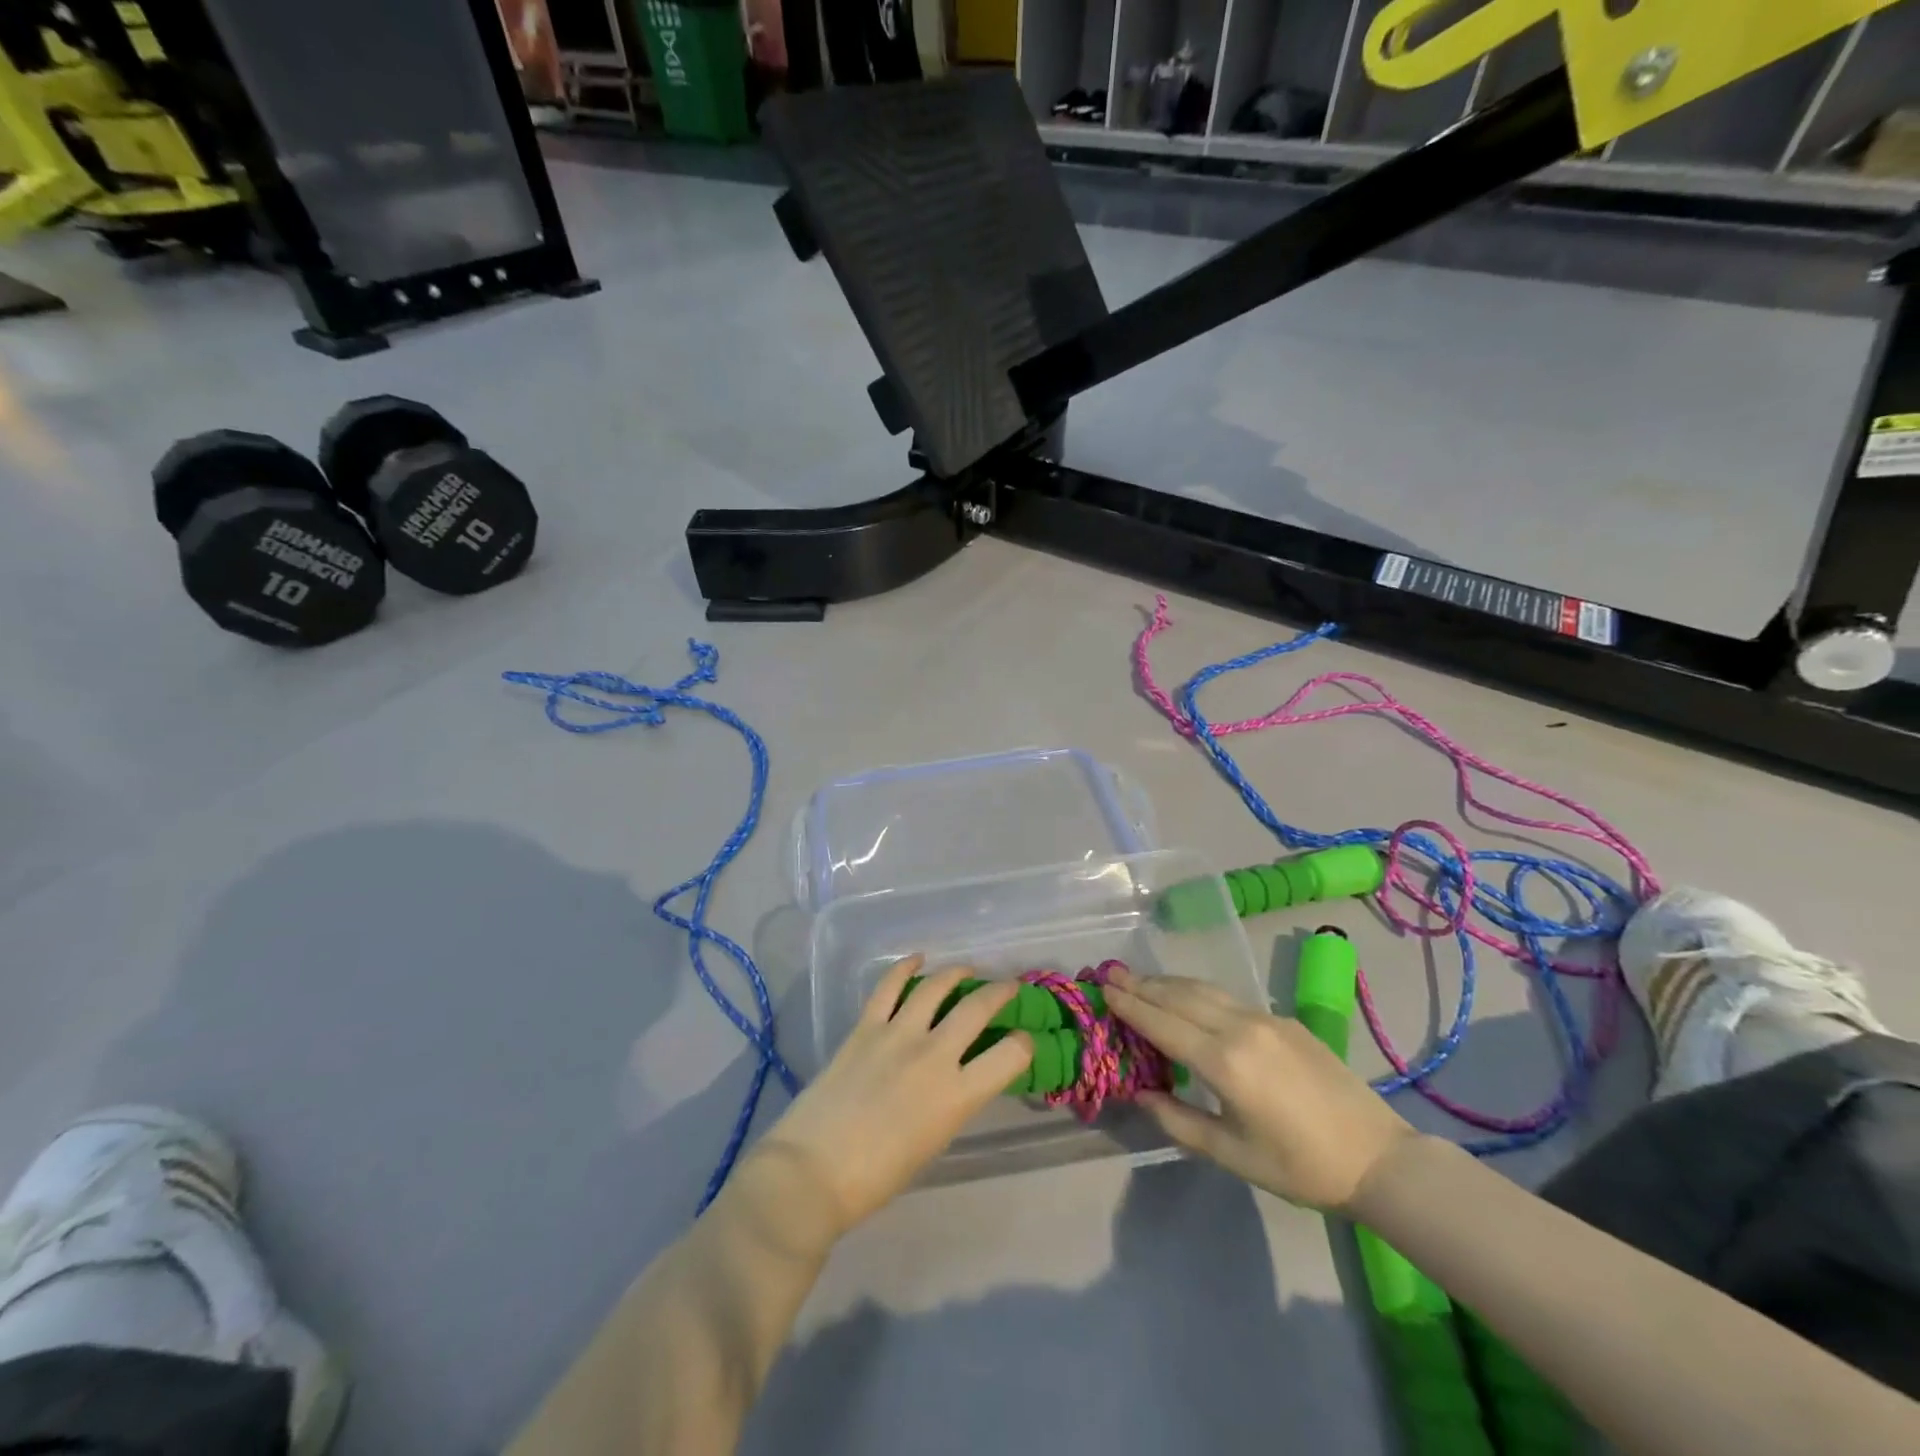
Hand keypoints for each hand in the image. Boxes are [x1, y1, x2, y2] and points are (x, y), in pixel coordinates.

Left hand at [752, 955, 1033, 1238]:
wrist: (813, 1172)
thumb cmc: (877, 1177)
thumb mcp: (933, 1142)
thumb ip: (951, 1103)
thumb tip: (956, 1078)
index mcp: (957, 1095)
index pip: (1011, 1055)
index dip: (1023, 1044)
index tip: (1022, 1040)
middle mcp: (934, 1055)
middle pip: (977, 1007)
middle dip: (1000, 992)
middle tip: (1007, 987)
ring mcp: (897, 1034)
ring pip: (936, 987)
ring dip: (956, 972)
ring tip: (966, 969)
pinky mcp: (865, 1026)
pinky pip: (889, 986)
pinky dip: (905, 967)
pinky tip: (917, 958)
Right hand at [1104, 966, 1415, 1211]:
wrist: (1377, 1158)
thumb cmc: (1300, 1167)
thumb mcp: (1232, 1155)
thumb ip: (1179, 1121)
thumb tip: (1140, 1092)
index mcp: (1225, 1063)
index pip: (1163, 1024)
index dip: (1130, 1005)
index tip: (1102, 988)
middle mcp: (1240, 1028)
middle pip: (1179, 996)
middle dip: (1142, 984)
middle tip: (1110, 972)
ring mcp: (1265, 1018)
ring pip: (1204, 990)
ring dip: (1167, 982)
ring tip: (1139, 978)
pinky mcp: (1283, 1019)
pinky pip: (1227, 996)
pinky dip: (1196, 991)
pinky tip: (1186, 994)